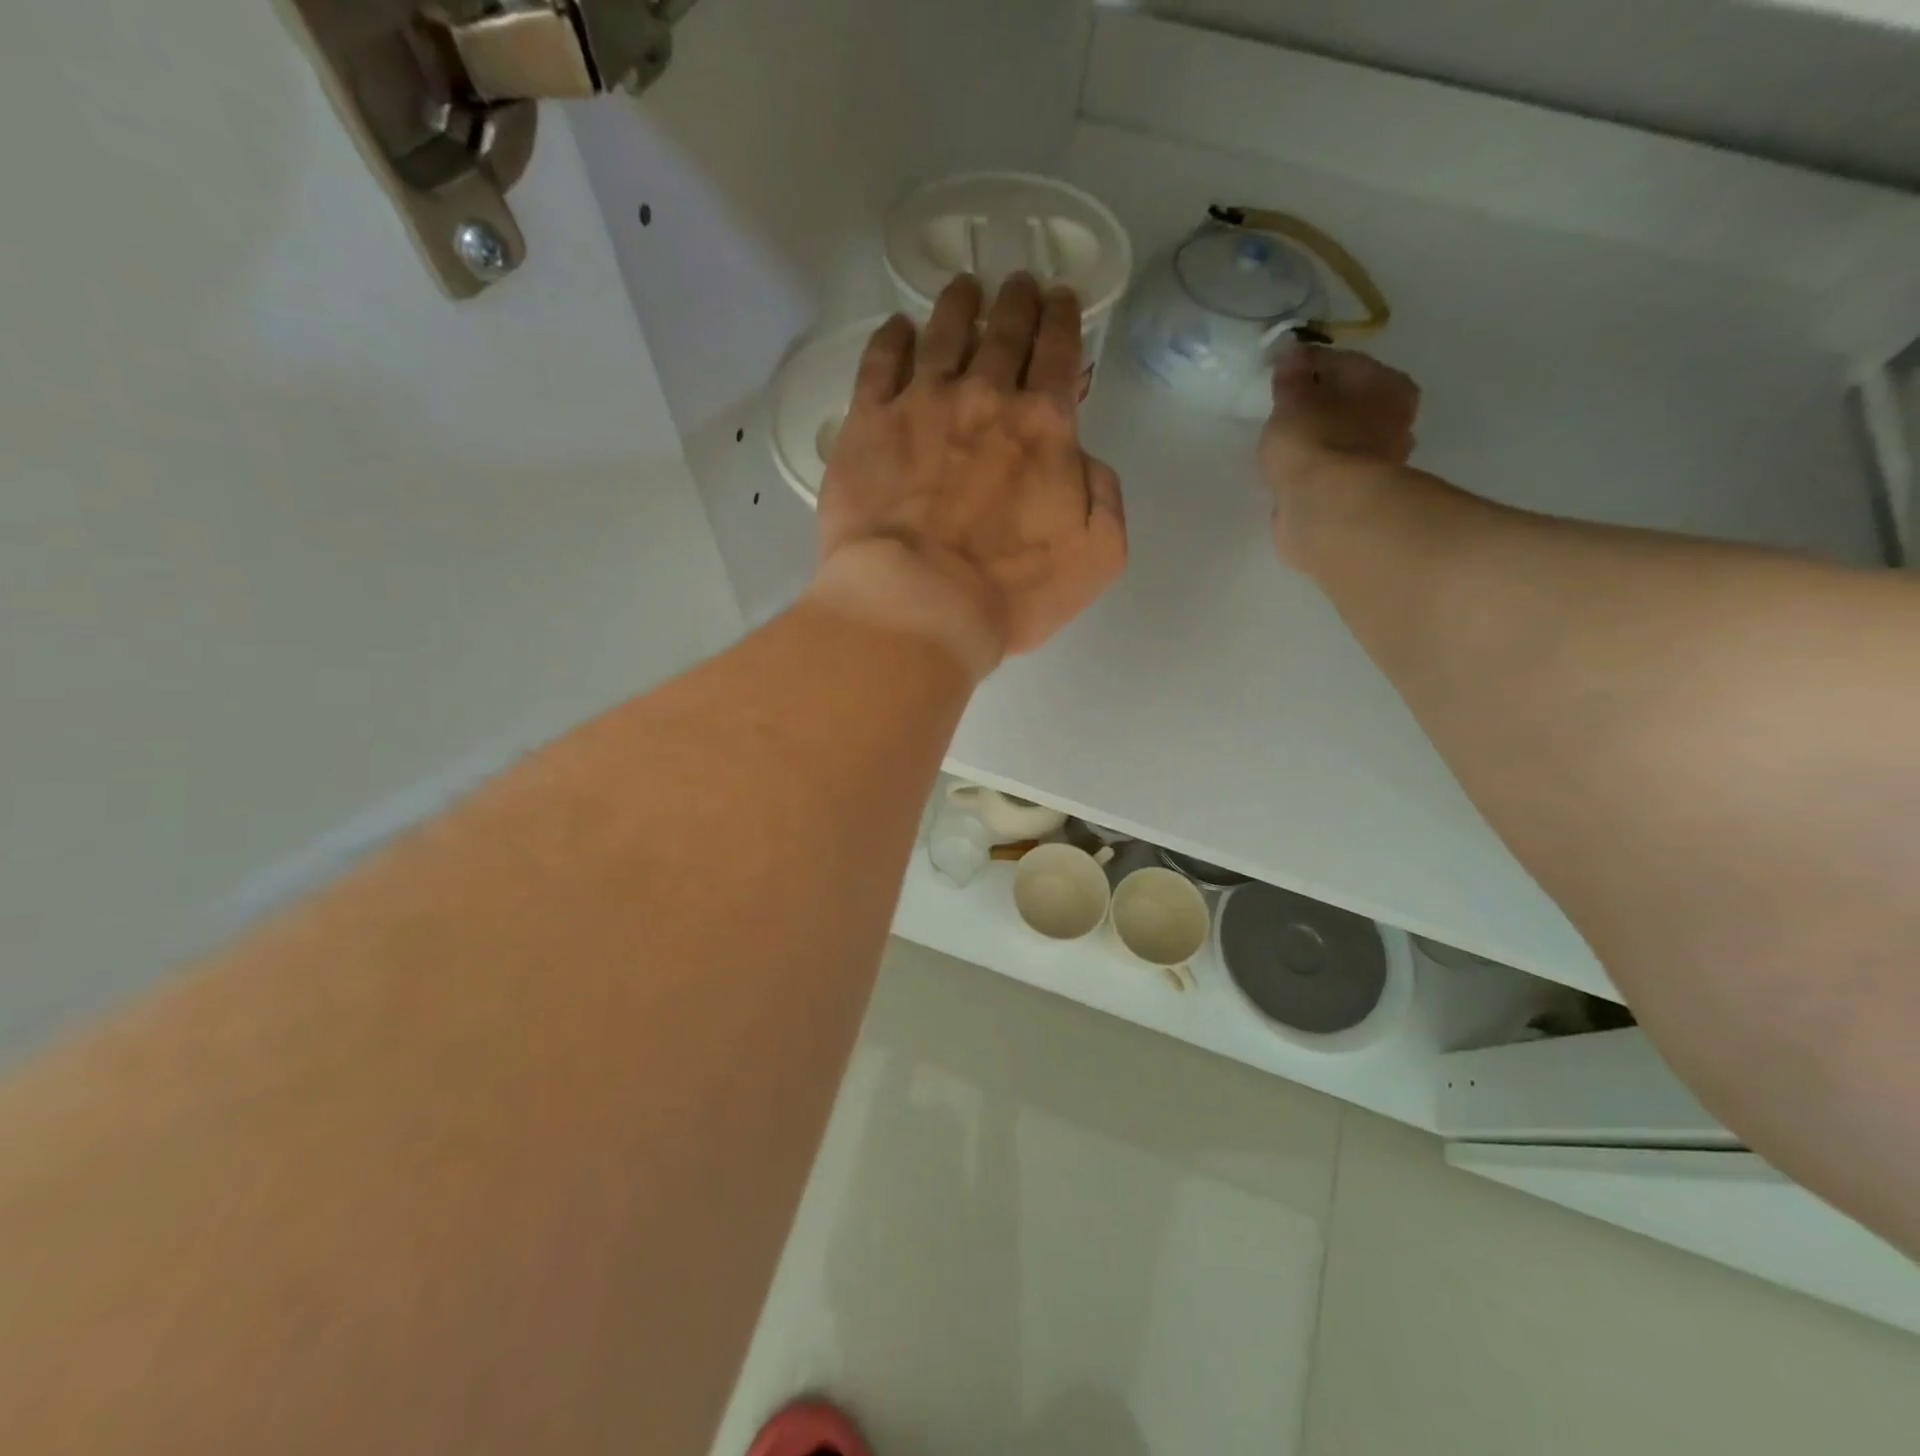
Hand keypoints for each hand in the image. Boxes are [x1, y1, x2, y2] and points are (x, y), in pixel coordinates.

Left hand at [810, 274, 1127, 678]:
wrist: (919, 604)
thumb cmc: (1011, 591)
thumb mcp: (1098, 554)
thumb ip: (1103, 494)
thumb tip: (1083, 458)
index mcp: (1044, 426)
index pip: (1059, 354)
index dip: (1063, 321)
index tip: (1061, 299)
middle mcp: (985, 398)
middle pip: (1006, 331)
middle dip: (1019, 301)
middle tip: (1020, 283)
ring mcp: (922, 404)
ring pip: (945, 331)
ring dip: (960, 304)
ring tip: (966, 287)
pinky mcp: (868, 423)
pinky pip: (881, 361)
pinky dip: (894, 337)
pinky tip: (899, 327)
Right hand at [1260, 345, 1420, 567]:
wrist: (1325, 510)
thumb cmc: (1314, 441)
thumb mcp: (1292, 401)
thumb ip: (1291, 377)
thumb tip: (1293, 352)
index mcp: (1389, 384)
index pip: (1343, 363)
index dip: (1308, 366)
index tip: (1279, 374)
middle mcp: (1396, 419)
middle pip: (1350, 401)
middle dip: (1321, 403)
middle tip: (1285, 410)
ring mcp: (1381, 461)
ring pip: (1344, 437)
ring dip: (1321, 438)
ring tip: (1287, 443)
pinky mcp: (1360, 494)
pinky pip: (1335, 469)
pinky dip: (1319, 467)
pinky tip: (1296, 471)